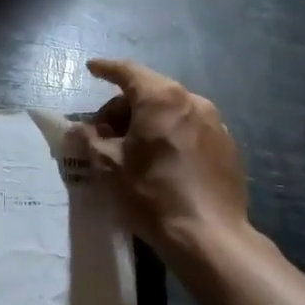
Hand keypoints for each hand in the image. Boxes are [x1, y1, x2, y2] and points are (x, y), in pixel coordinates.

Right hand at [73, 59, 248, 261]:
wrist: (208, 235)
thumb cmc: (151, 194)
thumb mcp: (108, 166)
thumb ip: (89, 139)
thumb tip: (76, 129)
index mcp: (162, 98)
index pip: (128, 72)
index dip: (106, 69)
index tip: (92, 69)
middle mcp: (193, 101)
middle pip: (151, 92)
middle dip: (123, 107)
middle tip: (104, 133)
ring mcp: (215, 123)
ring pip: (172, 111)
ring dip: (148, 122)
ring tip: (133, 150)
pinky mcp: (228, 147)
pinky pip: (191, 130)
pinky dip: (171, 136)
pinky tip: (162, 162)